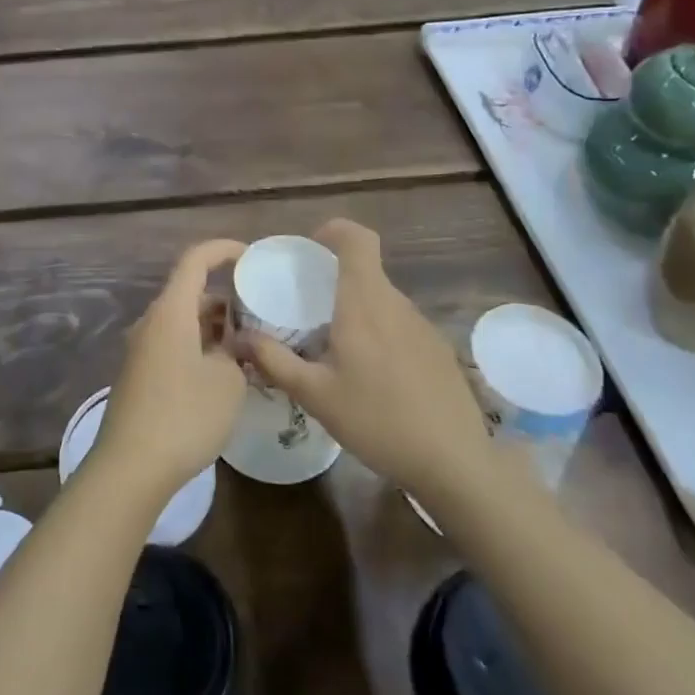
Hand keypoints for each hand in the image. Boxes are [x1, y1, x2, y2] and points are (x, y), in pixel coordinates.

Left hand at [93, 240, 247, 502]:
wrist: (131, 467)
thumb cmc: (184, 415)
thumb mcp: (228, 381)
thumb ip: (238, 352)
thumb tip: (235, 344)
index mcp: (171, 311)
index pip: (195, 260)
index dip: (224, 250)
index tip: (252, 257)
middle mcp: (152, 322)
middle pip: (191, 294)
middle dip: (227, 300)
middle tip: (262, 317)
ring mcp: (143, 349)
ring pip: (184, 323)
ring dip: (216, 329)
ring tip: (251, 349)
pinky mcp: (141, 375)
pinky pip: (175, 346)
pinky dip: (201, 348)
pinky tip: (226, 375)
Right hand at [244, 220, 497, 502]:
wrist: (454, 463)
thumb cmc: (377, 420)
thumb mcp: (315, 395)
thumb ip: (274, 360)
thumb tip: (239, 337)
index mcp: (364, 302)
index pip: (357, 238)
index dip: (334, 231)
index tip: (310, 249)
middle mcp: (396, 303)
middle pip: (366, 270)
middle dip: (335, 279)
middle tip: (308, 309)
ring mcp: (423, 325)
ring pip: (382, 300)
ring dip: (357, 310)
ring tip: (336, 349)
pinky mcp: (438, 349)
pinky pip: (400, 325)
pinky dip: (379, 333)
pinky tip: (373, 377)